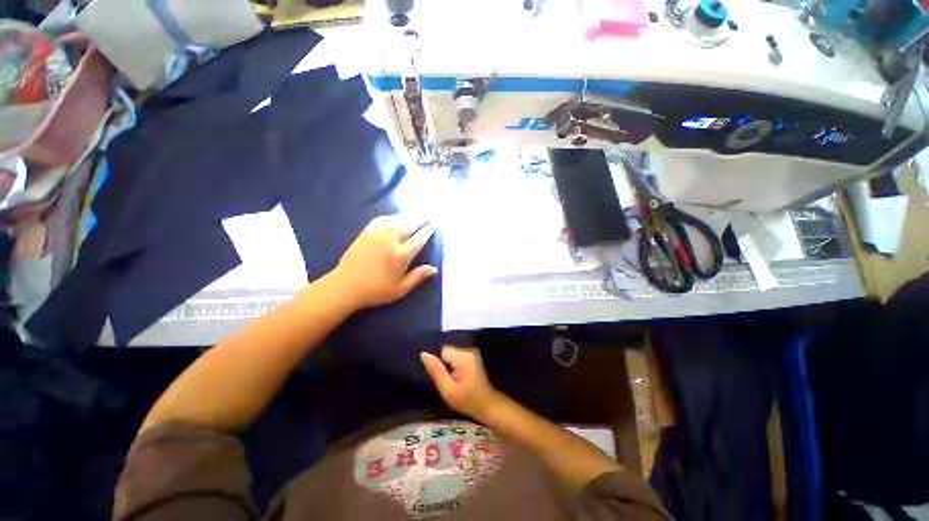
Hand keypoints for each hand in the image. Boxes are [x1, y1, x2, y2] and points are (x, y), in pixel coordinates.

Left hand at [334, 214, 437, 308]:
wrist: (345, 287)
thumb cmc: (376, 290)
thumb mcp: (400, 289)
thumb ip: (418, 277)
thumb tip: (434, 268)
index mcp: (401, 255)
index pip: (419, 239)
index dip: (427, 231)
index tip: (433, 226)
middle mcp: (391, 241)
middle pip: (409, 225)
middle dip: (420, 219)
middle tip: (428, 215)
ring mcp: (377, 235)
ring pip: (395, 220)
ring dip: (407, 215)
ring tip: (415, 212)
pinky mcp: (366, 234)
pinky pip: (380, 221)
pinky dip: (389, 217)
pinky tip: (392, 218)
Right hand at [420, 345, 502, 419]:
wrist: (487, 405)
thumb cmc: (467, 400)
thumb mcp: (448, 389)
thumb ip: (436, 370)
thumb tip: (424, 353)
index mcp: (463, 356)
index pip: (441, 350)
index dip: (437, 363)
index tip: (438, 376)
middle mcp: (468, 349)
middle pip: (446, 351)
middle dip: (442, 364)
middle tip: (445, 381)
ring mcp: (471, 352)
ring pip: (451, 354)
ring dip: (448, 365)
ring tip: (451, 380)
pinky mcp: (472, 357)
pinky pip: (456, 356)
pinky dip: (453, 366)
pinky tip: (456, 378)